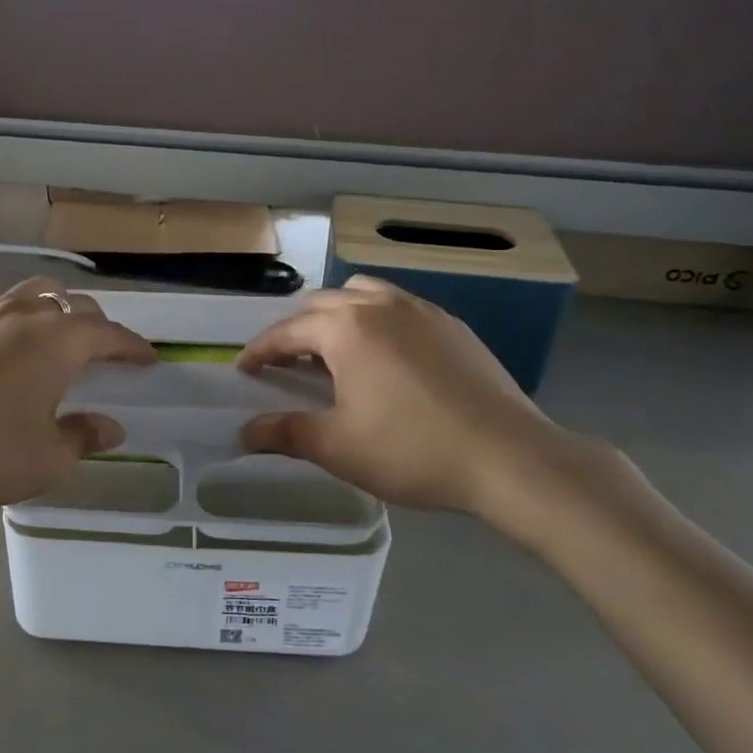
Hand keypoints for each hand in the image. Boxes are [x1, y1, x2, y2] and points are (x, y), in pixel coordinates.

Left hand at [0, 278, 156, 508]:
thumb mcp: (46, 459)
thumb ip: (84, 436)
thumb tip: (111, 426)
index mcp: (57, 342)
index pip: (109, 333)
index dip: (133, 346)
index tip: (149, 359)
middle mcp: (26, 315)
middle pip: (75, 305)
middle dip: (98, 326)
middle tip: (107, 352)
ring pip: (37, 294)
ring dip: (59, 310)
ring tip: (62, 336)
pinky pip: (3, 308)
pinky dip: (23, 319)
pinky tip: (13, 349)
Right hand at [237, 276, 588, 524]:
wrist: (509, 457)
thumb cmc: (411, 449)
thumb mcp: (337, 447)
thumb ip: (285, 432)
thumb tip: (244, 432)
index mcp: (346, 329)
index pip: (287, 331)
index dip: (260, 350)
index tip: (244, 368)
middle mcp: (380, 307)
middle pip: (322, 304)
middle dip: (296, 329)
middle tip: (286, 363)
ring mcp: (422, 311)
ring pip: (364, 295)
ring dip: (338, 315)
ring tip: (335, 349)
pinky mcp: (453, 326)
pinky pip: (400, 307)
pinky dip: (377, 320)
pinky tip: (387, 356)